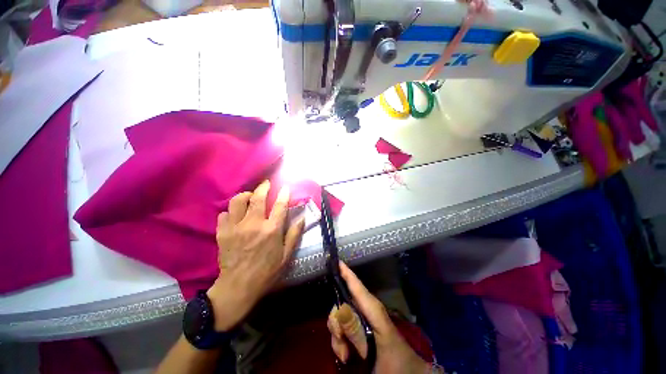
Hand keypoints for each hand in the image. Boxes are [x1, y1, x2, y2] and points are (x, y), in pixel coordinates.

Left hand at [206, 181, 304, 330]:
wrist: (239, 287)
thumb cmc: (267, 271)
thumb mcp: (286, 255)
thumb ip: (294, 234)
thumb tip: (302, 218)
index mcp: (272, 230)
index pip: (280, 206)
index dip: (284, 194)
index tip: (285, 187)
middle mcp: (254, 224)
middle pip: (258, 198)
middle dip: (263, 187)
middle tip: (266, 183)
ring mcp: (236, 228)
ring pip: (238, 201)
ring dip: (245, 195)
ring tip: (249, 197)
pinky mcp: (222, 233)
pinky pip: (224, 214)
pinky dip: (230, 212)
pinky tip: (235, 215)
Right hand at [327, 262, 431, 373]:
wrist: (404, 372)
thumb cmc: (395, 358)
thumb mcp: (375, 346)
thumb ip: (357, 330)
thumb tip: (340, 309)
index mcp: (372, 308)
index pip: (356, 286)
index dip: (346, 273)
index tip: (336, 260)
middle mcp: (364, 310)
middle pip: (341, 304)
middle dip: (336, 322)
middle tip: (341, 341)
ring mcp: (360, 321)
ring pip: (338, 318)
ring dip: (338, 336)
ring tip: (346, 355)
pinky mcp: (358, 331)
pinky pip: (341, 330)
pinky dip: (339, 342)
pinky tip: (346, 355)